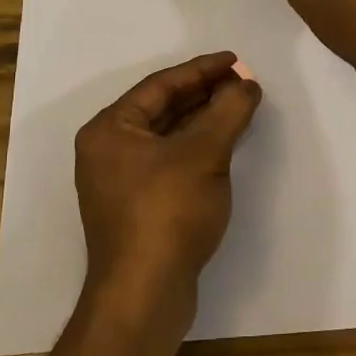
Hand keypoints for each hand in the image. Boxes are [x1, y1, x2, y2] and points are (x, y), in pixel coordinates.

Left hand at [75, 52, 262, 314]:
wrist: (145, 295)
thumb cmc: (167, 212)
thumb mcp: (204, 153)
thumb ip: (228, 111)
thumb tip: (247, 85)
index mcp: (110, 129)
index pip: (160, 85)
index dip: (201, 69)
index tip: (235, 60)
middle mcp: (107, 150)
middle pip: (162, 108)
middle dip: (204, 93)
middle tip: (242, 82)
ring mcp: (119, 181)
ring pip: (167, 136)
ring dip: (202, 120)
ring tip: (238, 105)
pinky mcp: (136, 207)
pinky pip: (169, 161)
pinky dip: (196, 147)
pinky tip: (223, 144)